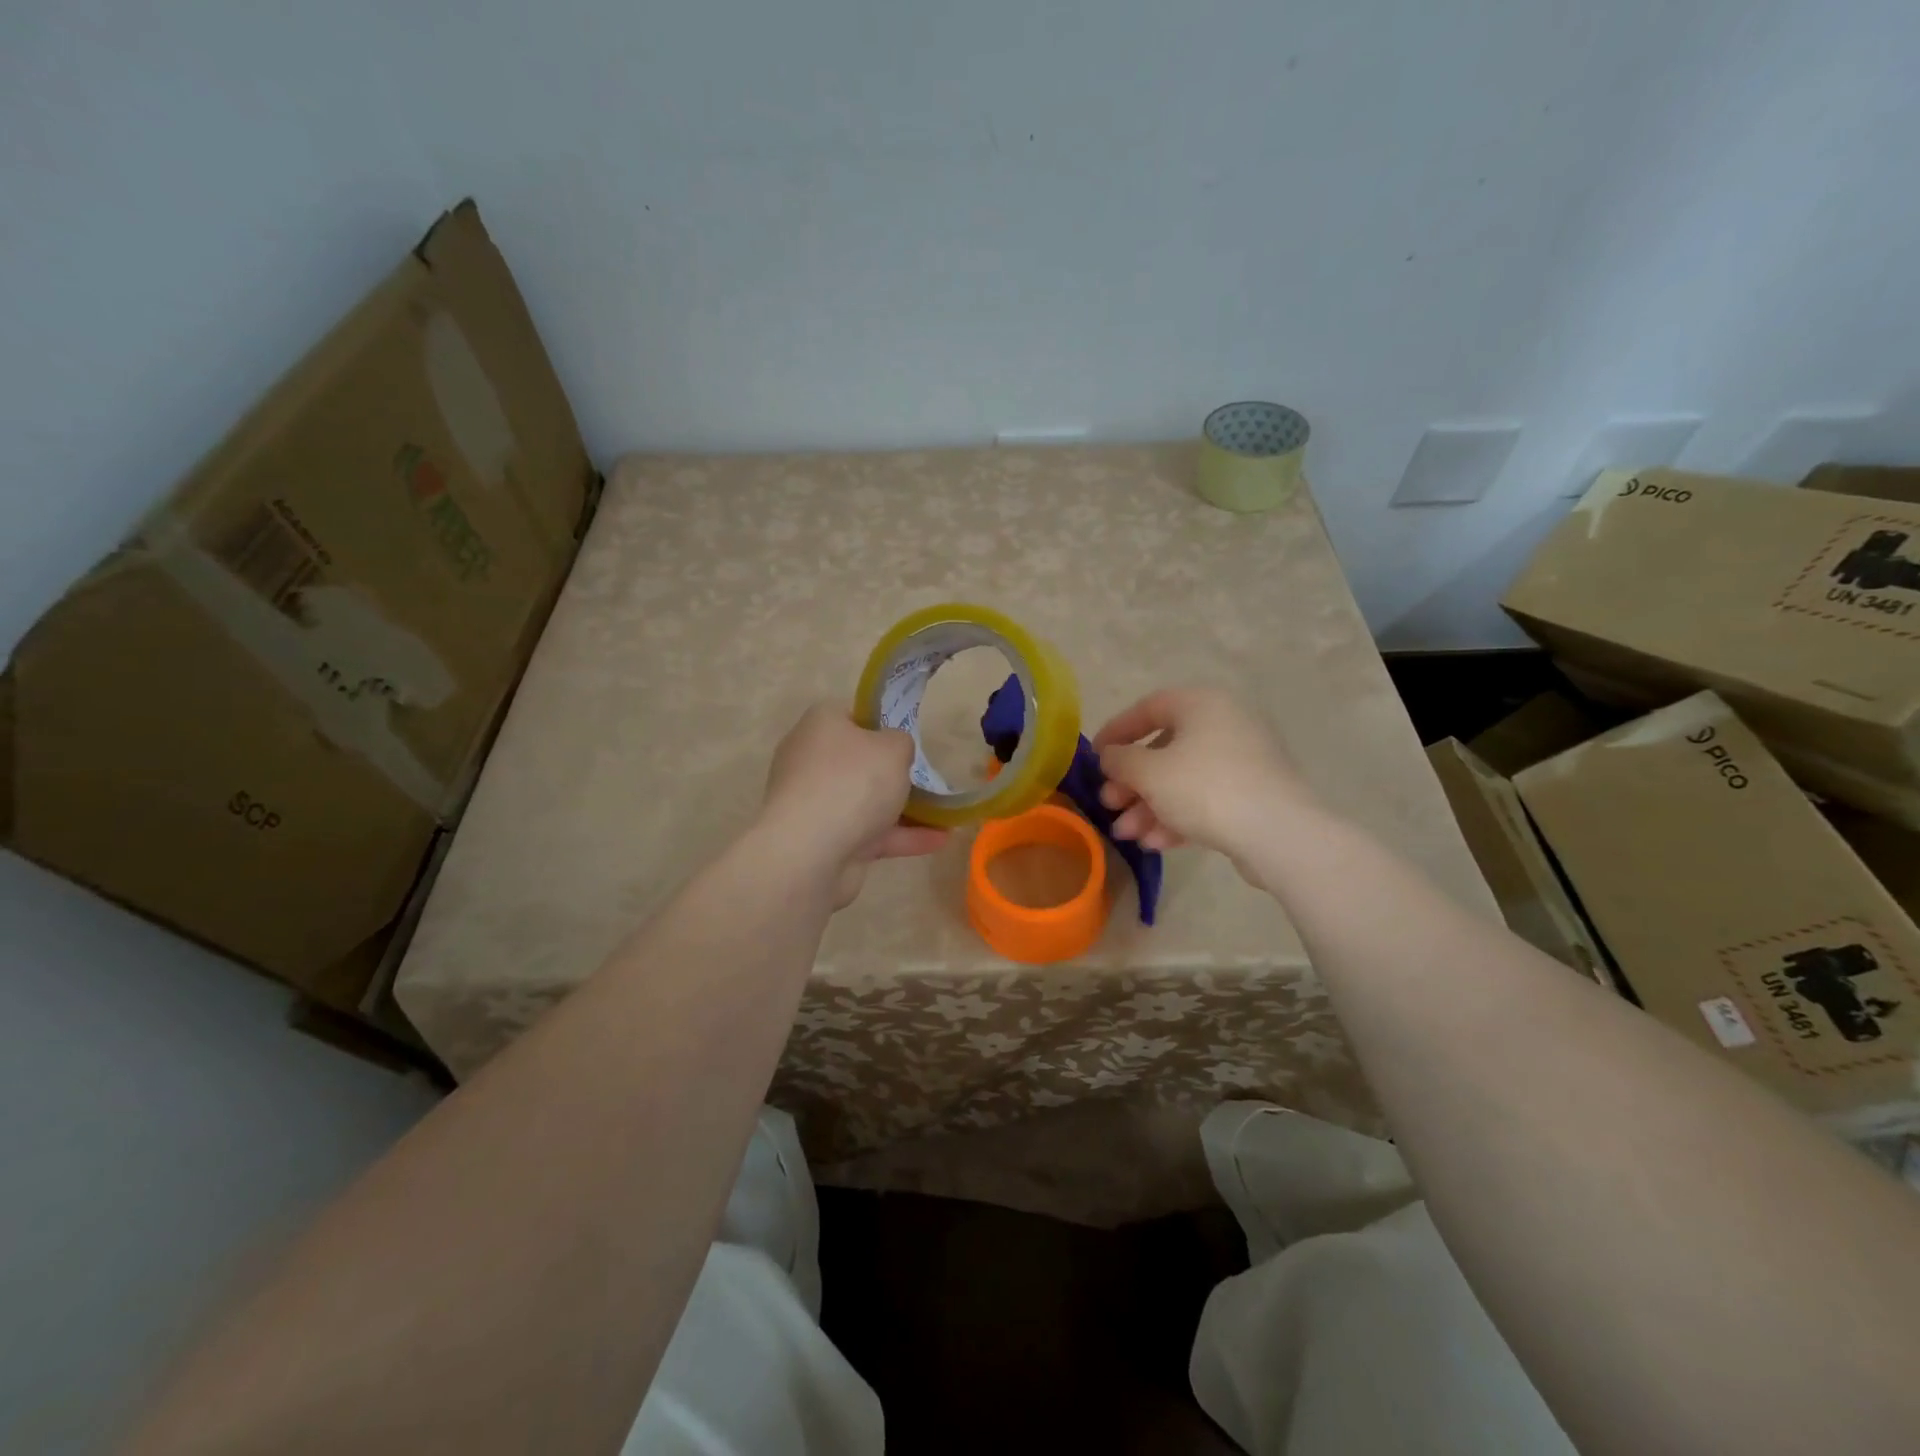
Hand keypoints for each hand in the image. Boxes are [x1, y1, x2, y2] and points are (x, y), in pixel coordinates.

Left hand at [760, 705, 948, 906]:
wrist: (810, 852)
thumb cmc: (853, 781)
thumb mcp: (893, 748)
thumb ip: (901, 742)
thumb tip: (895, 749)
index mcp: (821, 726)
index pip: (852, 715)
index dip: (881, 723)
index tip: (908, 738)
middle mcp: (812, 761)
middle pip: (860, 761)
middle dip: (893, 772)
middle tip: (927, 776)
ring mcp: (817, 804)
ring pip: (866, 801)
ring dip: (904, 809)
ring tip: (945, 814)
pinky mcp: (826, 841)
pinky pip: (870, 834)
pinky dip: (902, 837)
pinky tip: (939, 840)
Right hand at [1092, 687, 1312, 869]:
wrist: (1279, 833)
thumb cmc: (1205, 788)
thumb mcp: (1149, 772)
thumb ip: (1120, 760)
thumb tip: (1109, 755)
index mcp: (1202, 704)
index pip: (1148, 707)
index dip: (1116, 731)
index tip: (1095, 757)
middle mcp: (1225, 724)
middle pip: (1164, 750)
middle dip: (1131, 782)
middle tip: (1109, 804)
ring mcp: (1243, 761)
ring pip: (1182, 780)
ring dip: (1149, 807)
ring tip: (1127, 835)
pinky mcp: (1254, 795)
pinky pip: (1206, 799)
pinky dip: (1178, 817)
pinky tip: (1156, 844)